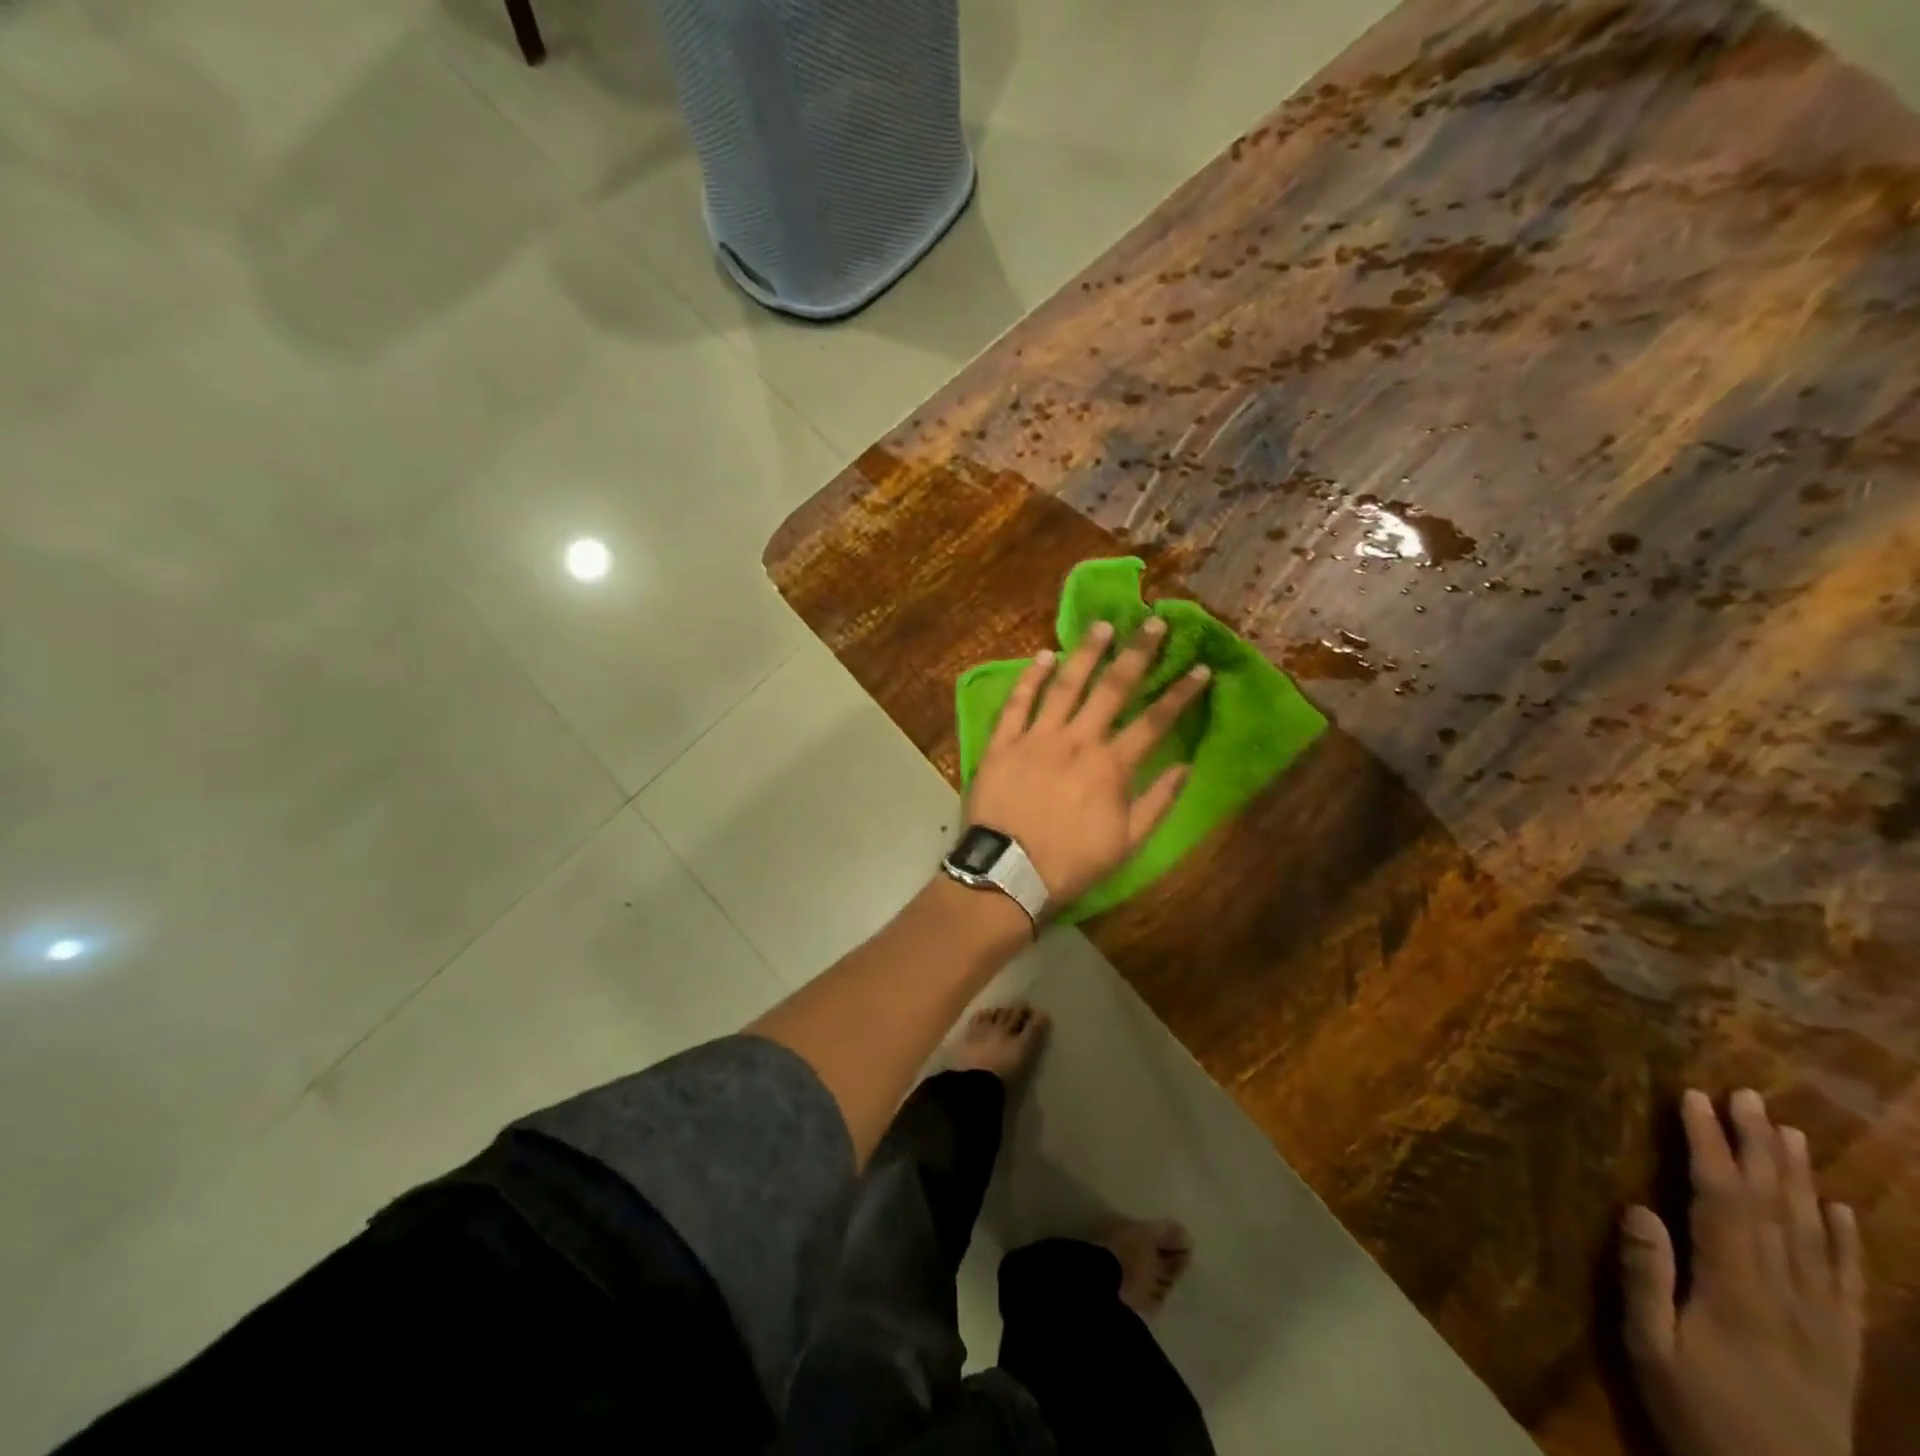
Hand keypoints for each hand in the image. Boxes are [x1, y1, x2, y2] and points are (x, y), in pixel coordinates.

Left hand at [964, 617, 1209, 905]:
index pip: (1154, 721)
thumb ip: (1157, 802)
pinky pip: (1017, 703)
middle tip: (1154, 623)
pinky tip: (1043, 655)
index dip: (1180, 694)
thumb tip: (1186, 766)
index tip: (1200, 667)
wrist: (1008, 873)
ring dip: (1086, 653)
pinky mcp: (1003, 742)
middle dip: (1137, 654)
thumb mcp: (1127, 843)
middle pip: (1113, 689)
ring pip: (1066, 686)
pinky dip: (1029, 678)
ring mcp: (1037, 737)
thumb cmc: (1071, 863)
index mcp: (1111, 766)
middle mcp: (1077, 741)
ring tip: (1103, 626)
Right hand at [1622, 1089, 1864, 1455]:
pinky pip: (1847, 1282)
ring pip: (1814, 1234)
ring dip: (1799, 1178)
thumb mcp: (1652, 1351)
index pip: (1721, 1200)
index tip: (1693, 1098)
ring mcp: (1823, 1321)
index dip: (1708, 1145)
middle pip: (1773, 1207)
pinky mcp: (1842, 1345)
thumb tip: (1639, 1207)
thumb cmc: (1701, 1416)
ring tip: (1789, 1131)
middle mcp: (1786, 1295)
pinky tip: (1840, 1211)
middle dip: (1756, 1146)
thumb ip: (1646, 1280)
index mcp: (1735, 1291)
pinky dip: (1846, 1240)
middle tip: (1745, 1095)